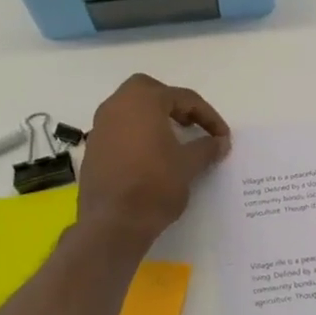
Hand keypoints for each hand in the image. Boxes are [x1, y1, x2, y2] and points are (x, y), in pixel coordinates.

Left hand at [77, 75, 229, 247]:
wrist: (113, 224)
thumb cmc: (155, 185)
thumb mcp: (189, 165)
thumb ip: (207, 147)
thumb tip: (220, 142)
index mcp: (143, 101)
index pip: (183, 98)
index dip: (208, 116)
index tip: (222, 136)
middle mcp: (117, 106)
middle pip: (148, 91)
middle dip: (172, 103)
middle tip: (190, 124)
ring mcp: (100, 127)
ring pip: (129, 109)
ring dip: (152, 118)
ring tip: (173, 140)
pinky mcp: (93, 149)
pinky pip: (119, 129)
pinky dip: (137, 134)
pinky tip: (151, 156)